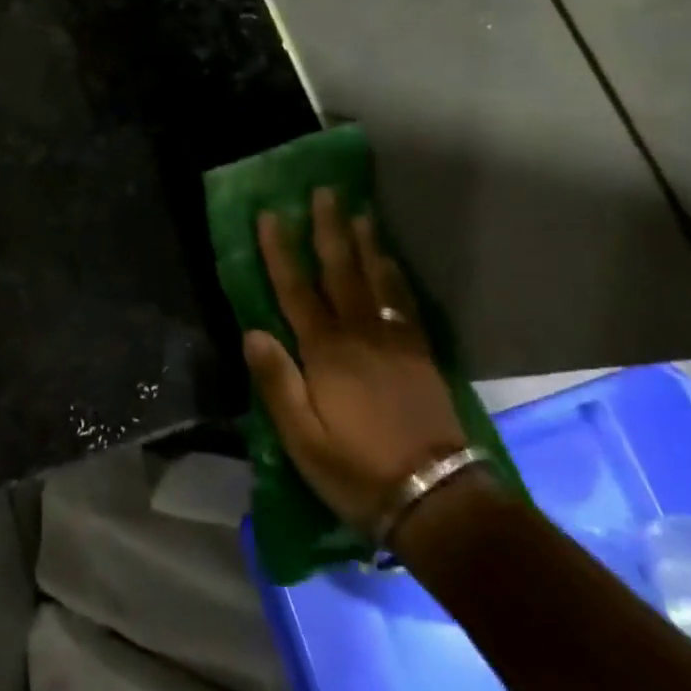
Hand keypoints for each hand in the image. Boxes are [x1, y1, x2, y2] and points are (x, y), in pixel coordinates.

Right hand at [242, 189, 466, 534]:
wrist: (437, 499)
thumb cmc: (357, 470)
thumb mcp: (301, 439)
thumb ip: (276, 382)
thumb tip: (253, 331)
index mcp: (325, 353)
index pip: (295, 290)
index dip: (280, 251)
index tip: (271, 215)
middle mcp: (360, 336)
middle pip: (340, 272)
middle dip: (330, 229)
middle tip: (325, 192)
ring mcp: (395, 343)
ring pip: (376, 281)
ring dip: (365, 243)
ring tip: (360, 212)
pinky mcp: (420, 356)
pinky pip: (405, 304)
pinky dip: (395, 277)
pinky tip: (390, 262)